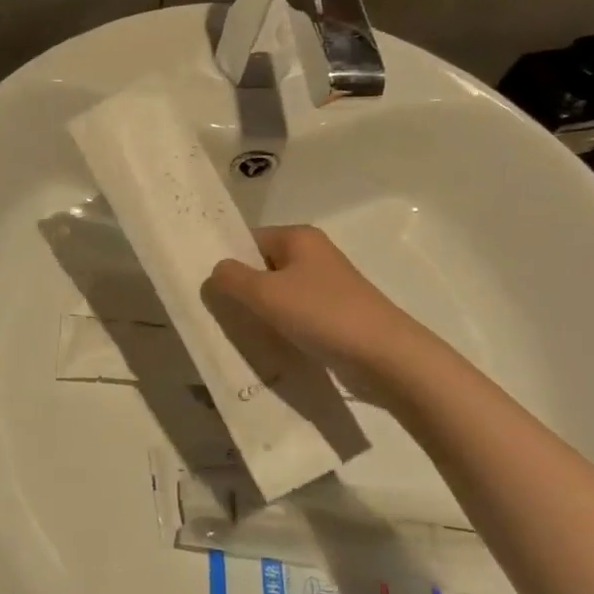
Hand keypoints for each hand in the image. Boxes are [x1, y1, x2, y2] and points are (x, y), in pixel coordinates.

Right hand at [208, 224, 419, 370]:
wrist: (385, 356)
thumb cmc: (322, 314)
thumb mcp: (265, 293)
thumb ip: (232, 278)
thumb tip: (216, 271)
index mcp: (299, 237)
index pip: (249, 240)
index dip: (227, 260)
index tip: (207, 287)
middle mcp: (314, 254)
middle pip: (263, 266)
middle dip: (241, 289)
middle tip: (217, 313)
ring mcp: (327, 286)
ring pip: (279, 294)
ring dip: (261, 312)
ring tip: (239, 333)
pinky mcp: (335, 314)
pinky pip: (296, 315)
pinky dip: (281, 327)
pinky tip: (269, 346)